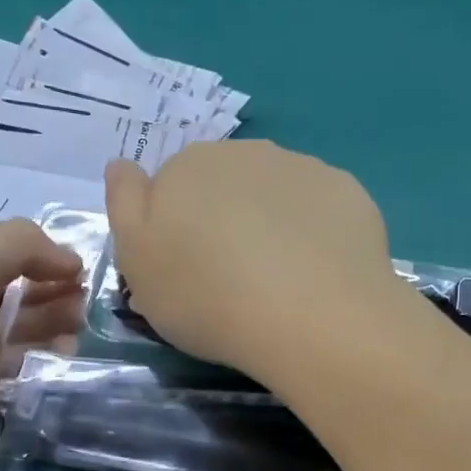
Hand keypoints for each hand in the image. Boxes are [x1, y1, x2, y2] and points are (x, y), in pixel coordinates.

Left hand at [0, 219, 83, 470]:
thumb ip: (15, 249)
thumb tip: (69, 255)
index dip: (37, 263)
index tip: (78, 273)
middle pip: (4, 304)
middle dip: (46, 301)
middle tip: (84, 310)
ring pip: (8, 346)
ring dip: (43, 339)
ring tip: (76, 340)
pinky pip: (2, 388)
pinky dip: (29, 378)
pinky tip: (56, 371)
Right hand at [105, 141, 400, 376]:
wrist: (308, 318)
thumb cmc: (206, 298)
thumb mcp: (137, 263)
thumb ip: (124, 205)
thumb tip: (122, 163)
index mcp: (187, 166)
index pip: (172, 187)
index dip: (175, 228)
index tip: (186, 270)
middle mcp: (245, 152)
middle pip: (225, 184)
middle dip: (223, 220)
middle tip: (229, 279)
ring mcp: (303, 167)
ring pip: (275, 193)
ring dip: (270, 224)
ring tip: (277, 281)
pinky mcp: (348, 192)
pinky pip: (319, 209)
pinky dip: (313, 233)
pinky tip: (315, 273)